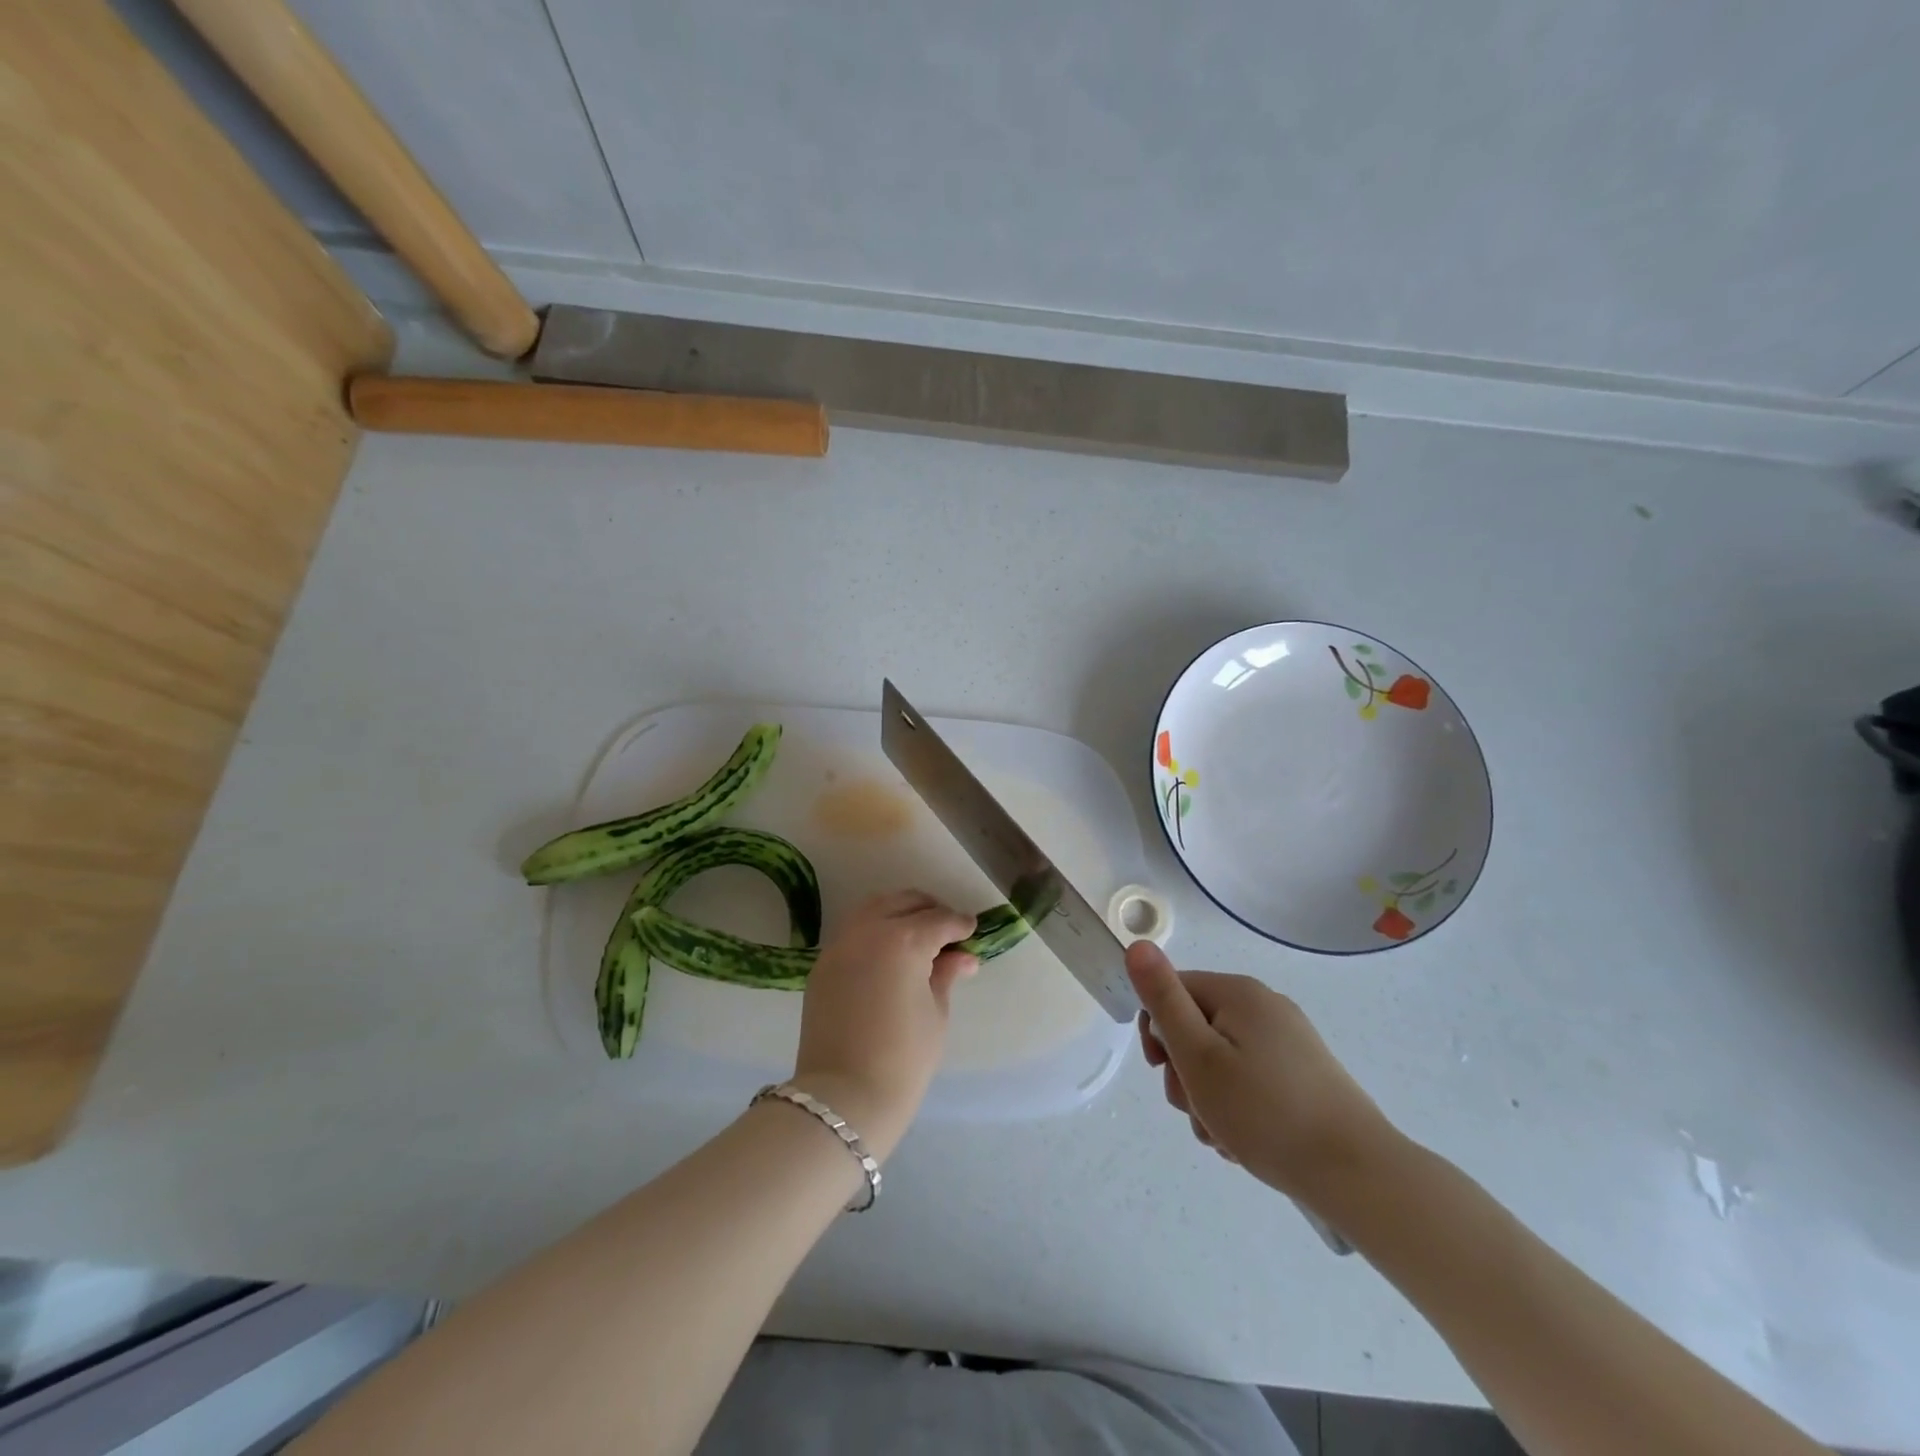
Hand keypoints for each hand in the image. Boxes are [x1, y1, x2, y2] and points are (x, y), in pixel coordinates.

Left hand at [790, 890, 977, 1160]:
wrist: (843, 1098)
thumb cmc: (903, 1059)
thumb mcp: (936, 1014)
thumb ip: (946, 975)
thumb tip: (963, 957)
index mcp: (904, 940)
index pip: (939, 921)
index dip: (959, 925)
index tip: (971, 931)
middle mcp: (869, 930)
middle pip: (904, 903)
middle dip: (929, 910)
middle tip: (947, 930)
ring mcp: (840, 944)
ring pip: (874, 908)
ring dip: (898, 912)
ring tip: (917, 934)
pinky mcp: (823, 964)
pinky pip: (853, 931)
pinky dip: (874, 930)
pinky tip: (888, 953)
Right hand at [1127, 940, 1394, 1209]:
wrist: (1356, 1175)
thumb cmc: (1265, 1112)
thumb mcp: (1198, 1056)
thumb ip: (1163, 999)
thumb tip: (1137, 944)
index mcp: (1239, 993)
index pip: (1173, 991)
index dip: (1158, 1031)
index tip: (1162, 1071)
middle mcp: (1265, 1007)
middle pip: (1197, 1027)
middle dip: (1184, 1072)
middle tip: (1196, 1110)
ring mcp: (1289, 1042)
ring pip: (1221, 1059)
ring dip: (1208, 1097)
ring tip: (1222, 1135)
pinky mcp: (1304, 1075)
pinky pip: (1251, 1079)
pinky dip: (1238, 1106)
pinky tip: (1245, 1141)